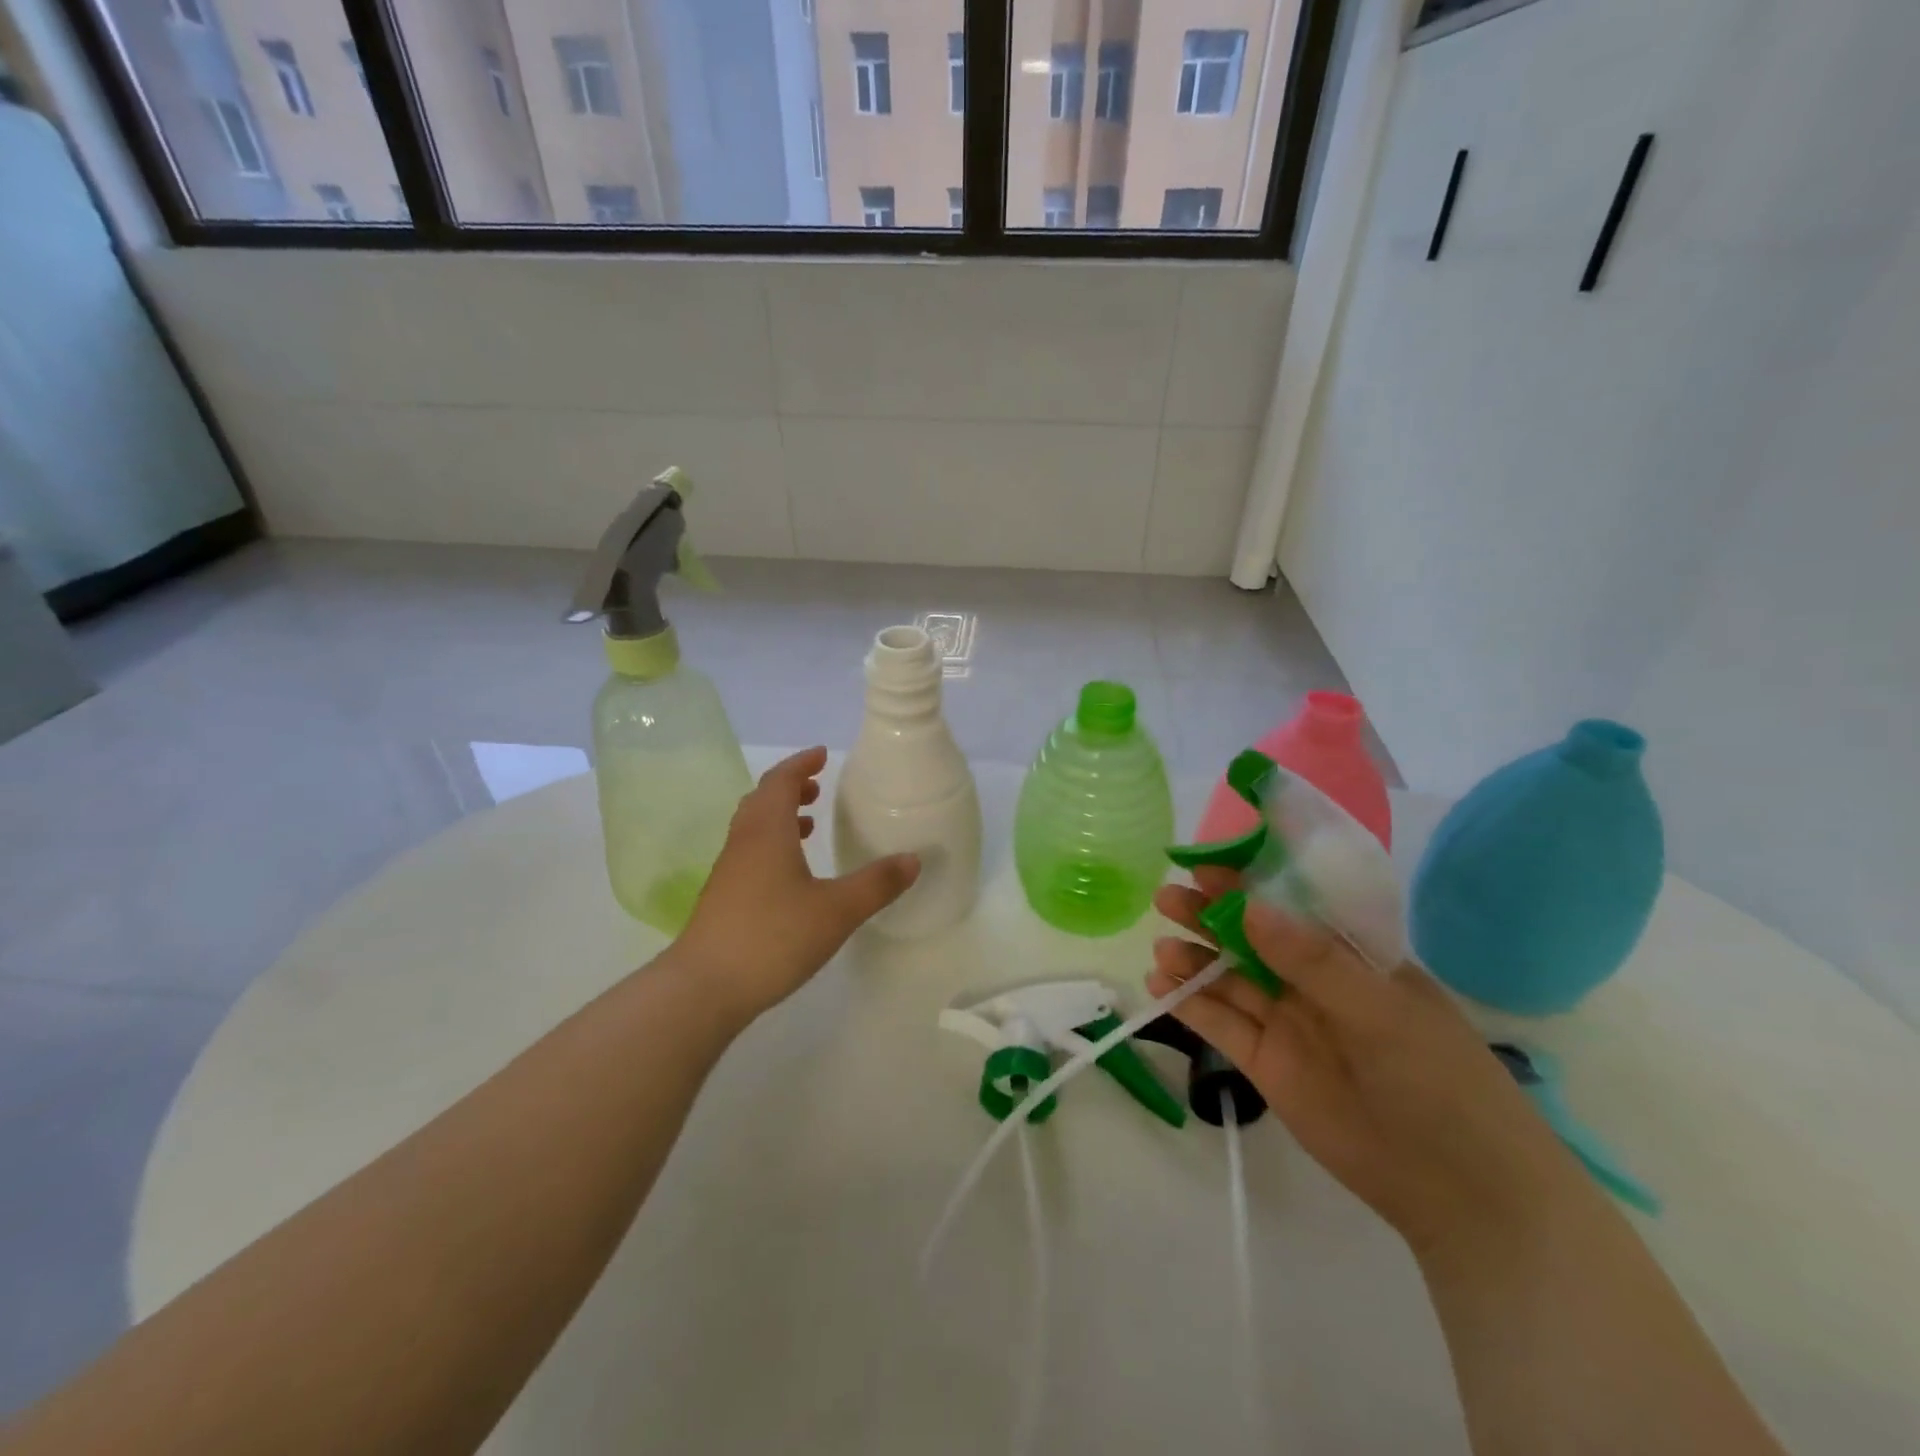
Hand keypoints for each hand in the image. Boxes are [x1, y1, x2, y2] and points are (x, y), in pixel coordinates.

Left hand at [677, 747, 918, 1023]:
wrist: (704, 988)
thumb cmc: (773, 937)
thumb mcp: (837, 910)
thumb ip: (876, 884)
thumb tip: (913, 859)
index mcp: (767, 831)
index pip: (780, 781)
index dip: (801, 764)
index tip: (822, 755)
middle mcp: (743, 843)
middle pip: (762, 800)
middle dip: (790, 787)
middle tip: (818, 787)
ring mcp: (729, 871)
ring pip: (753, 828)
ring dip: (780, 816)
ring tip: (809, 824)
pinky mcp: (723, 898)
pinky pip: (750, 852)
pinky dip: (772, 845)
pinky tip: (792, 875)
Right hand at [1150, 872, 1589, 1261]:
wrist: (1460, 1191)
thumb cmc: (1438, 1080)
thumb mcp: (1382, 1010)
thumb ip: (1313, 960)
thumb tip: (1250, 906)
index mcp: (1351, 956)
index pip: (1292, 906)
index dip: (1248, 883)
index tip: (1203, 867)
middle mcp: (1313, 982)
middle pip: (1250, 938)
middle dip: (1208, 916)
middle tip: (1167, 900)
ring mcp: (1287, 1023)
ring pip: (1229, 979)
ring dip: (1193, 959)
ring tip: (1161, 949)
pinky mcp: (1266, 1063)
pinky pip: (1221, 1024)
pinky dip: (1189, 1004)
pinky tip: (1159, 985)